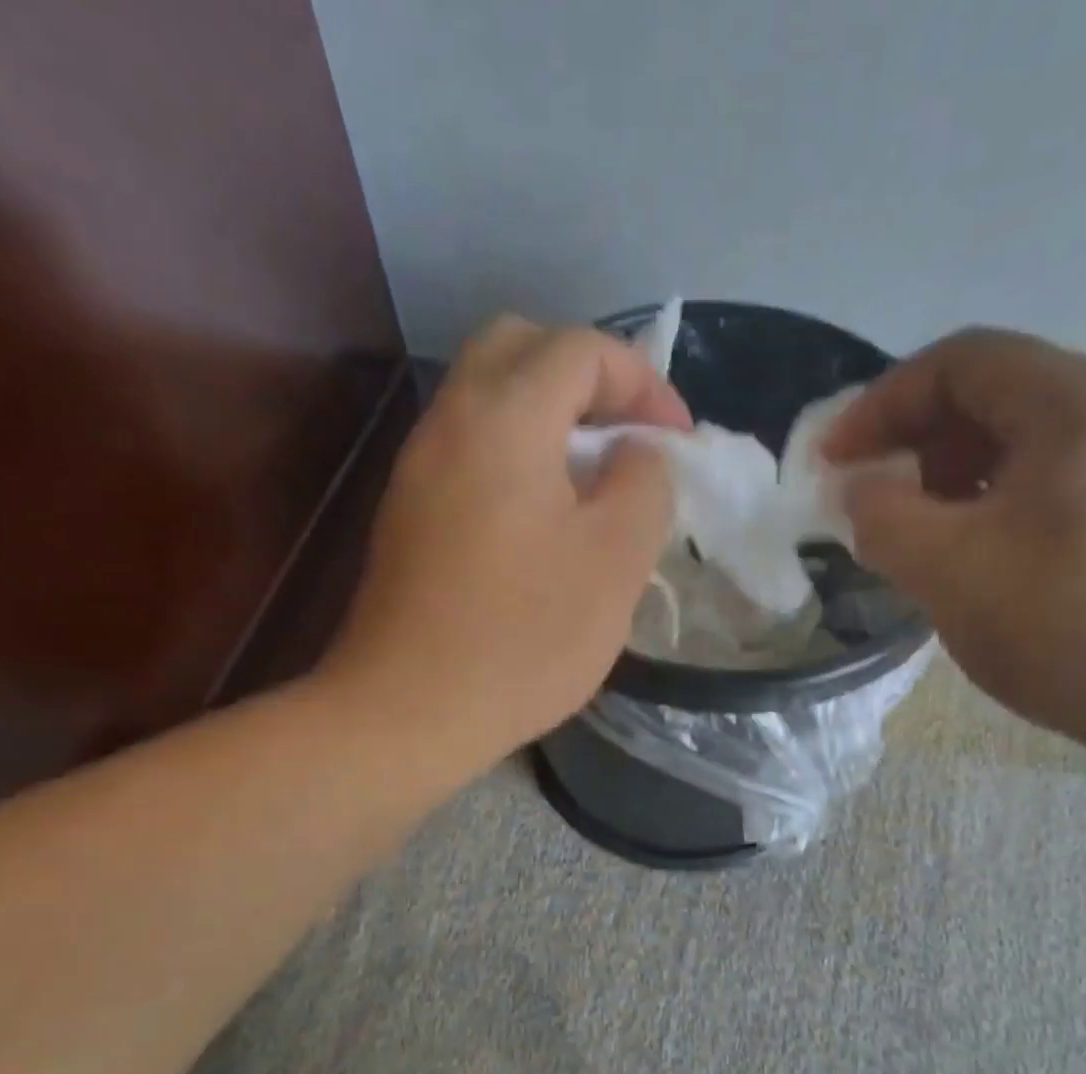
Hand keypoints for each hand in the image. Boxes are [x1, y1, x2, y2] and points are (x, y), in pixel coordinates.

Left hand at [330, 316, 689, 768]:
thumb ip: (644, 485)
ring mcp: (419, 468)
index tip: (677, 442)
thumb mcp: (616, 560)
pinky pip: (471, 450)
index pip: (581, 349)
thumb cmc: (524, 636)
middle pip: (520, 350)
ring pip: (490, 400)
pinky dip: (518, 455)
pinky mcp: (409, 514)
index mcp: (504, 417)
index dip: (643, 382)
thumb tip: (637, 454)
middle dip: (588, 379)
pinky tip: (547, 519)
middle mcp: (449, 422)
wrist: (408, 711)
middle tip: (628, 437)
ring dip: (551, 418)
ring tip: (596, 480)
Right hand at [824, 328, 1085, 762]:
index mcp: (1078, 402)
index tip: (831, 461)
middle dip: (913, 442)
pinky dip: (994, 501)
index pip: (957, 363)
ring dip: (950, 477)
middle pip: (991, 395)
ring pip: (1021, 441)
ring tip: (918, 536)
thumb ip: (883, 518)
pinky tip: (977, 556)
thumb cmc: (1074, 629)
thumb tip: (859, 490)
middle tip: (871, 502)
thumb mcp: (951, 572)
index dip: (879, 405)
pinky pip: (1052, 478)